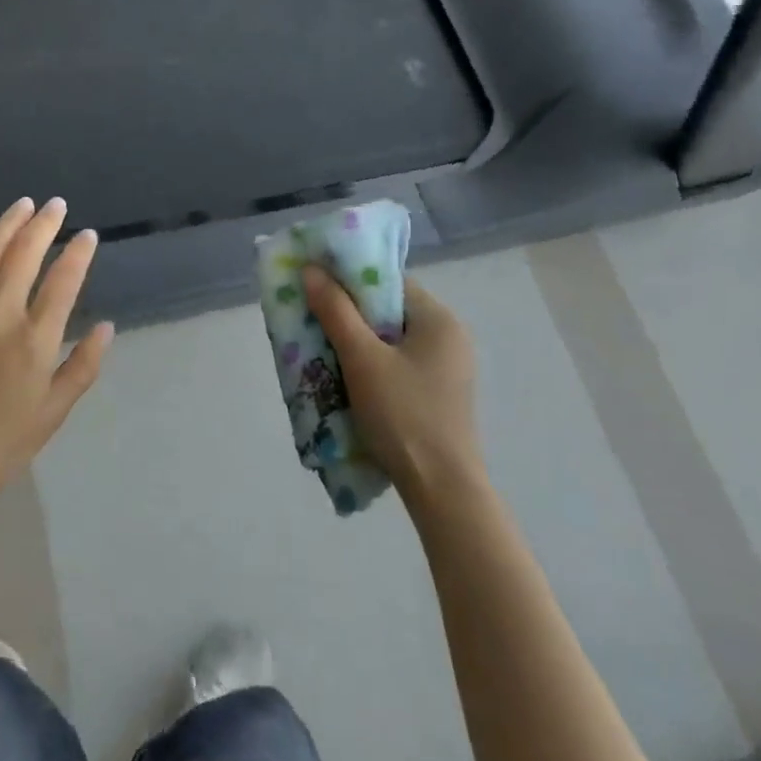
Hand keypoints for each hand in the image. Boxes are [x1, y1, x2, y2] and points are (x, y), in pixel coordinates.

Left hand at [0, 197, 113, 510]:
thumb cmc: (0, 444)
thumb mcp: (54, 413)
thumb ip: (84, 366)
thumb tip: (106, 326)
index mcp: (34, 341)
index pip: (64, 280)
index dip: (79, 253)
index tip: (87, 235)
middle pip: (25, 253)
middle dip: (45, 223)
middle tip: (56, 205)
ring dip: (8, 223)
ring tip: (24, 205)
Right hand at [303, 268, 479, 500]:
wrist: (442, 490)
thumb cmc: (403, 415)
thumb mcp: (362, 359)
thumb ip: (336, 311)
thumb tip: (311, 270)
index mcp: (439, 319)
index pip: (389, 281)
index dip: (350, 278)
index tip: (316, 284)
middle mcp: (449, 337)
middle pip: (389, 310)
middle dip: (349, 313)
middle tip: (312, 317)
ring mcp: (447, 368)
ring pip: (391, 340)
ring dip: (357, 340)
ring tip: (322, 347)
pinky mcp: (439, 394)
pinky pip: (398, 364)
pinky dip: (372, 363)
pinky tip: (347, 377)